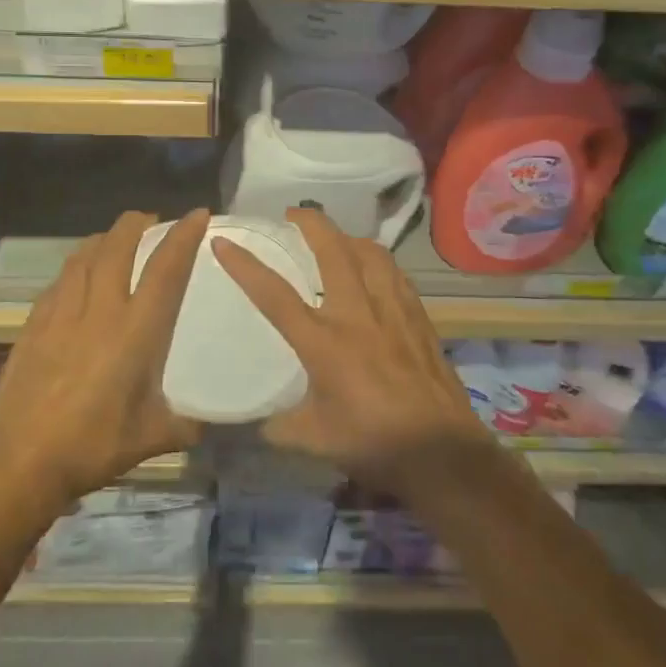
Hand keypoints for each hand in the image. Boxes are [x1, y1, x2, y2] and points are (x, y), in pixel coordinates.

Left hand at [0, 209, 208, 510]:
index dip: (182, 237)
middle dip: (135, 224)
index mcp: (135, 332)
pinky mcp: (33, 325)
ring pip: (82, 257)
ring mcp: (60, 314)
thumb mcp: (150, 439)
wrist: (20, 462)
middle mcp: (99, 311)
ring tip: (114, 239)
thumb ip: (183, 424)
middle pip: (116, 247)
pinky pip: (59, 281)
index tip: (196, 214)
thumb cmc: (92, 447)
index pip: (165, 270)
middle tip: (149, 220)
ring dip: (103, 239)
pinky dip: (75, 267)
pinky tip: (76, 277)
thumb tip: (205, 423)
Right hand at [212, 208, 493, 493]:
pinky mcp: (419, 318)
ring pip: (371, 254)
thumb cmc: (373, 444)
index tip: (224, 241)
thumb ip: (283, 427)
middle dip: (311, 223)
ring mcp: (393, 312)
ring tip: (337, 238)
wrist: (441, 452)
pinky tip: (376, 270)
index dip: (245, 266)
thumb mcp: (315, 441)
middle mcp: (357, 315)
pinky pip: (396, 275)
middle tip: (294, 214)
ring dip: (349, 237)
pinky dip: (380, 262)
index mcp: (323, 343)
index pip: (275, 295)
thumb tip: (264, 424)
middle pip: (333, 251)